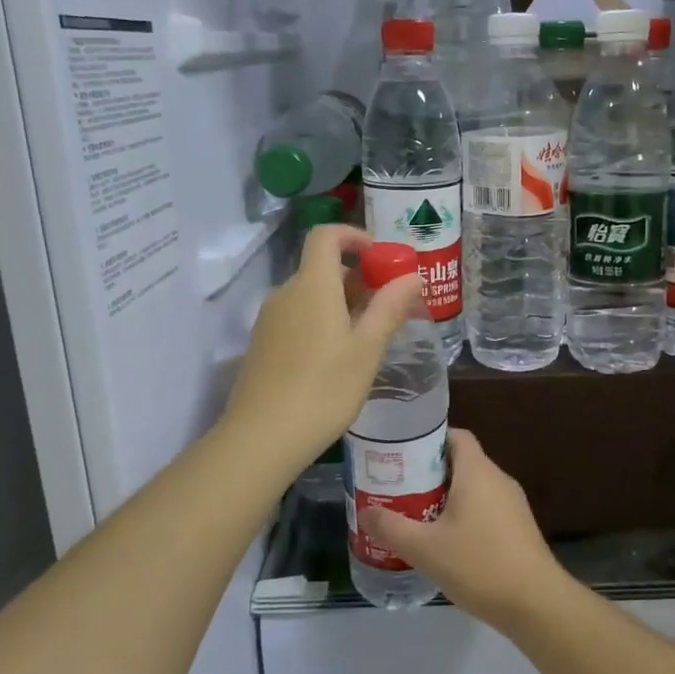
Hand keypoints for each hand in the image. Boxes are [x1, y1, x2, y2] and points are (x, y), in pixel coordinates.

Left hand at [224, 225, 421, 469]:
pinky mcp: (263, 344)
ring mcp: (270, 319)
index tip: (382, 258)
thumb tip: (411, 276)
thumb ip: (389, 308)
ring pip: (311, 295)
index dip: (355, 236)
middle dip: (359, 278)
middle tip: (389, 306)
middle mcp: (286, 293)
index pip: (327, 236)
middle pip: (322, 268)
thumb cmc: (324, 389)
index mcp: (312, 286)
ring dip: (342, 302)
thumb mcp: (367, 349)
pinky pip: (298, 316)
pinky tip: (339, 357)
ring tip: (370, 335)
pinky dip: (322, 320)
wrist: (262, 437)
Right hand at [361, 429, 570, 629]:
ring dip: (445, 497)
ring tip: (415, 515)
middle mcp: (498, 479)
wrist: (536, 603)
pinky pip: (485, 508)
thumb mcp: (425, 548)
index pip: (456, 436)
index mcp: (477, 472)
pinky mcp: (518, 528)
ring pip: (473, 488)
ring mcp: (513, 504)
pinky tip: (445, 542)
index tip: (402, 455)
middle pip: (461, 462)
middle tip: (399, 488)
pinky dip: (464, 515)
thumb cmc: (479, 564)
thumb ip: (391, 527)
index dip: (429, 439)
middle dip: (430, 472)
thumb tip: (365, 512)